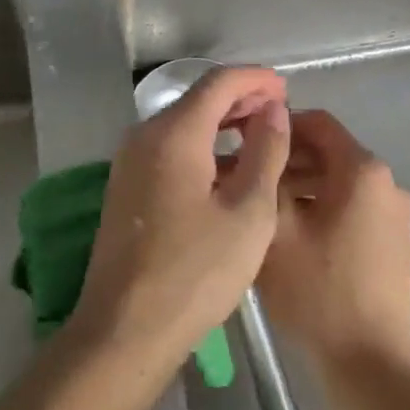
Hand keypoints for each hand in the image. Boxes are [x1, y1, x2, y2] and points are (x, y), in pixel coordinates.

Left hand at [71, 66, 291, 370]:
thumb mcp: (248, 213)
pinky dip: (202, 144)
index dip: (255, 79)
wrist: (124, 330)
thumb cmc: (195, 273)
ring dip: (222, 122)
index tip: (286, 88)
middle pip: (198, 98)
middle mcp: (145, 134)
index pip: (218, 82)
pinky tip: (226, 167)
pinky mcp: (126, 184)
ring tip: (260, 135)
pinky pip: (170, 146)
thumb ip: (265, 152)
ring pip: (183, 122)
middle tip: (279, 111)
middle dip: (240, 98)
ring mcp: (130, 159)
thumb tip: (273, 109)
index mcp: (174, 133)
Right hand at [259, 110, 409, 375]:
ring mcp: (396, 213)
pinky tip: (294, 232)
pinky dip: (324, 206)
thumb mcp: (277, 229)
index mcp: (363, 170)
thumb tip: (258, 145)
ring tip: (265, 206)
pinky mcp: (395, 241)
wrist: (371, 367)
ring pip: (340, 180)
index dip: (280, 125)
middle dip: (288, 159)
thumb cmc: (319, 291)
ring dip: (303, 184)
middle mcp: (387, 182)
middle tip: (249, 176)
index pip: (318, 122)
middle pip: (330, 151)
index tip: (246, 140)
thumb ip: (267, 175)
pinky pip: (354, 205)